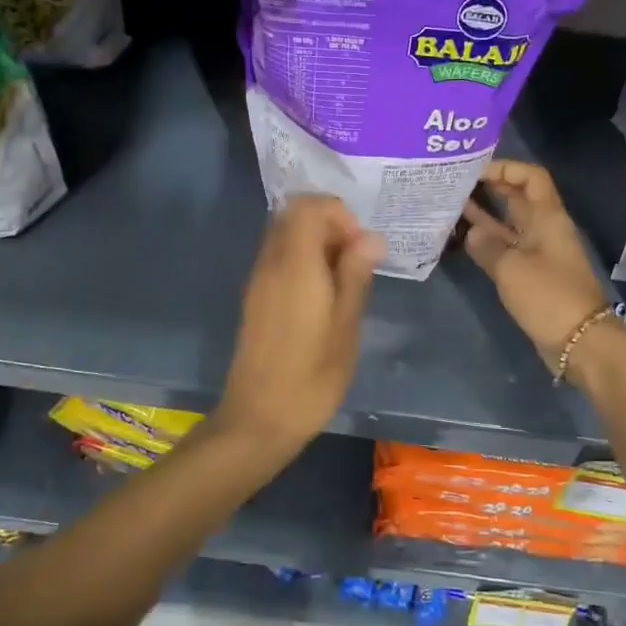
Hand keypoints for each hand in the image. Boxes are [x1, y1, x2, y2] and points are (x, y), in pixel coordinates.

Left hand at [214, 195, 383, 459]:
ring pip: (285, 237)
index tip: (361, 247)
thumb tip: (370, 237)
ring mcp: (258, 281)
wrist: (259, 419)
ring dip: (317, 245)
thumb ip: (355, 275)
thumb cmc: (311, 378)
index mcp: (294, 265)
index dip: (339, 215)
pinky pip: (279, 260)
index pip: (308, 206)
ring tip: (344, 283)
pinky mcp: (255, 299)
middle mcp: (270, 263)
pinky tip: (323, 298)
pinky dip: (303, 262)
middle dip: (330, 226)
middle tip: (356, 263)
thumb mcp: (346, 327)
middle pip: (294, 216)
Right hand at [461, 161, 611, 369]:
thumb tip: (471, 232)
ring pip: (507, 225)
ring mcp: (536, 252)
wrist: (578, 341)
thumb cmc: (548, 296)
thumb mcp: (511, 268)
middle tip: (455, 184)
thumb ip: (487, 246)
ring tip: (450, 206)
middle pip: (517, 199)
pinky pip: (505, 248)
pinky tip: (461, 238)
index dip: (506, 168)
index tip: (475, 171)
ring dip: (483, 215)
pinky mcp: (529, 275)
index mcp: (547, 218)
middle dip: (489, 188)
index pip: (531, 178)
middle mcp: (542, 229)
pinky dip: (486, 242)